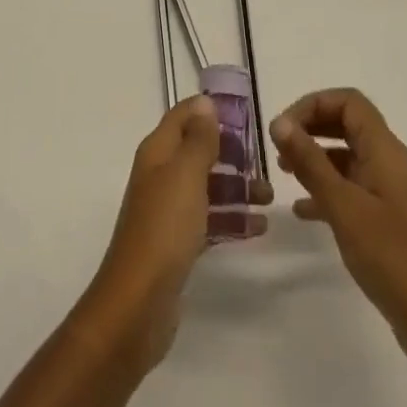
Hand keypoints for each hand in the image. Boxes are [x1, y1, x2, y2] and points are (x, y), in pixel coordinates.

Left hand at [78, 96, 271, 372]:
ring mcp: (167, 210)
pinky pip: (208, 219)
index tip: (245, 116)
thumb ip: (199, 138)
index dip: (210, 111)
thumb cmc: (165, 228)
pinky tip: (258, 227)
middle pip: (197, 151)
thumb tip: (205, 103)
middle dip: (230, 153)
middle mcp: (160, 175)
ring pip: (206, 187)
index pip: (183, 116)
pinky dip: (231, 219)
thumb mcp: (186, 174)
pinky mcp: (177, 243)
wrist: (138, 304)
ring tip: (269, 198)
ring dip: (236, 188)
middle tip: (263, 162)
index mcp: (157, 152)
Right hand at [271, 88, 406, 373]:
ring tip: (283, 173)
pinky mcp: (387, 220)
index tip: (283, 128)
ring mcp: (390, 192)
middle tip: (279, 146)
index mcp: (385, 150)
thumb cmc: (393, 258)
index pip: (348, 102)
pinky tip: (302, 211)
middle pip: (347, 124)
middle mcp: (389, 162)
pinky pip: (352, 189)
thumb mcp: (344, 207)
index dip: (313, 105)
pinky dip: (326, 191)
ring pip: (347, 157)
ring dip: (316, 158)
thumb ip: (310, 162)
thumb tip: (279, 122)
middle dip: (311, 127)